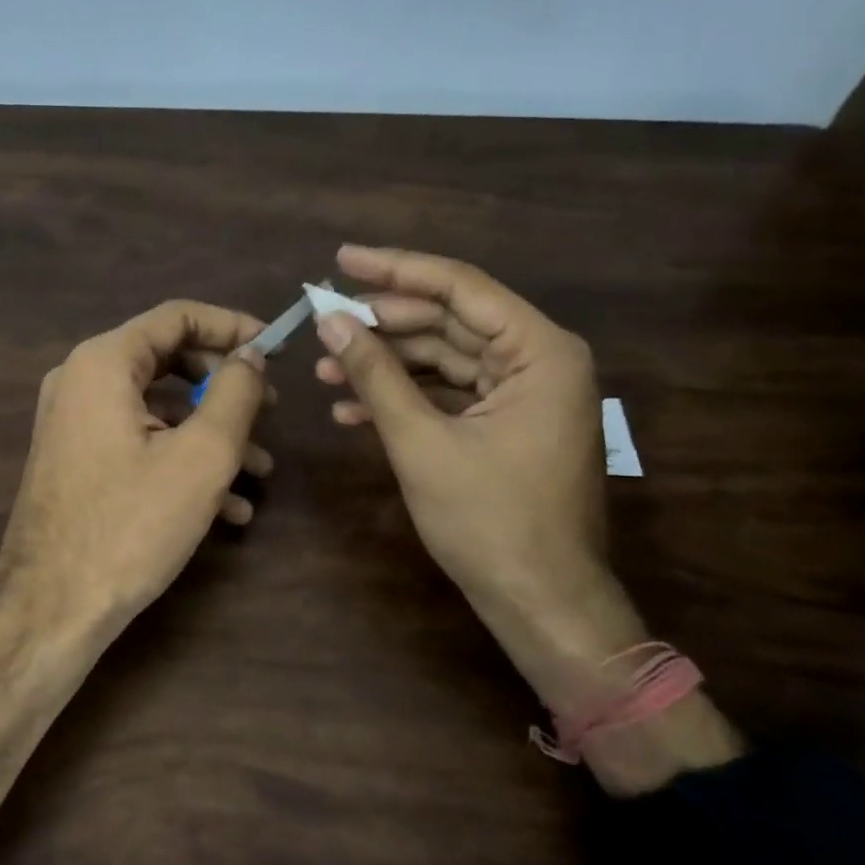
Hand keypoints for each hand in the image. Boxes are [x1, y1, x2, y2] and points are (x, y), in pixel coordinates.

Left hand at [0, 300, 273, 644]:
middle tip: (269, 410)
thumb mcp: (201, 456)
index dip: (232, 326)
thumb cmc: (131, 525)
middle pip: (168, 358)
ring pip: (158, 407)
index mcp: (104, 362)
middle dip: (225, 385)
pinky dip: (181, 458)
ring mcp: (74, 423)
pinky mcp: (77, 460)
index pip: (177, 316)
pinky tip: (227, 506)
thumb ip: (235, 393)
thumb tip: (251, 354)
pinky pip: (138, 440)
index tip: (275, 349)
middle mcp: (81, 380)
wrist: (51, 611)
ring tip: (260, 470)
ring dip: (212, 432)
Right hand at [314, 245, 647, 710]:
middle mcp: (538, 359)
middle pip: (448, 319)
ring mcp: (523, 392)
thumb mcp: (421, 442)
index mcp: (538, 351)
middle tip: (324, 323)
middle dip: (383, 324)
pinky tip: (351, 408)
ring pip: (443, 356)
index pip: (459, 287)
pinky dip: (405, 396)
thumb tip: (330, 320)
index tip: (341, 259)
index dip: (395, 270)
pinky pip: (449, 392)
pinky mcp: (506, 421)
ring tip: (326, 369)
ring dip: (386, 363)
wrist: (541, 605)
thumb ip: (376, 373)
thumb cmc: (490, 522)